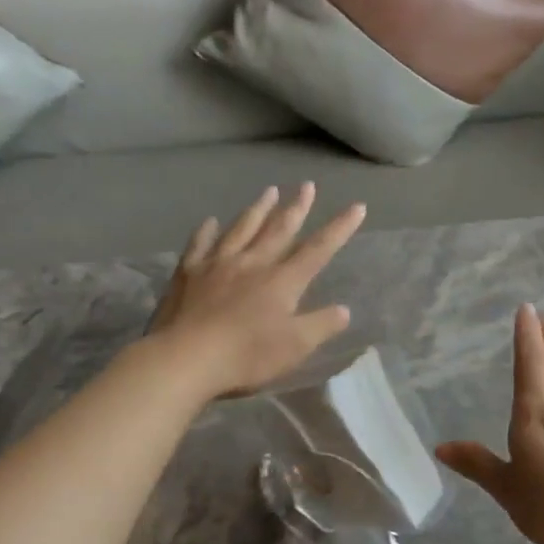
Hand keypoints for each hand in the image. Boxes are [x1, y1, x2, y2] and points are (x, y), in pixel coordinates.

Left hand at [146, 183, 364, 397]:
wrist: (187, 358)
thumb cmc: (247, 355)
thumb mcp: (295, 347)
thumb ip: (321, 325)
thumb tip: (344, 310)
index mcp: (282, 281)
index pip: (318, 250)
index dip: (340, 228)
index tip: (357, 207)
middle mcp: (253, 263)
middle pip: (279, 229)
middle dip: (296, 207)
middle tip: (307, 186)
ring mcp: (217, 264)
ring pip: (242, 228)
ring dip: (258, 209)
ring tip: (269, 191)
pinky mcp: (188, 273)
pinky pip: (200, 244)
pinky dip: (207, 230)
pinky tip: (211, 221)